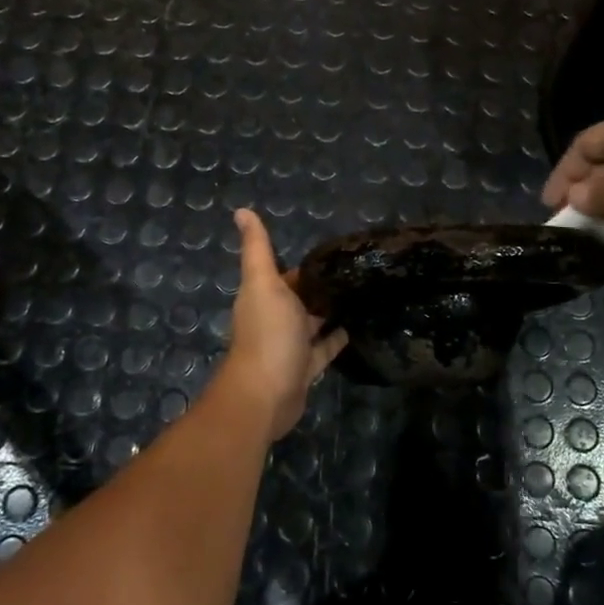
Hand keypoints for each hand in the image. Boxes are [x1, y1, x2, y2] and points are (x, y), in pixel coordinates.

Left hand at [214, 209, 346, 438]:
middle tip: (357, 270)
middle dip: (321, 285)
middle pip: (301, 297)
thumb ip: (257, 248)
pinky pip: (324, 348)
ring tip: (362, 293)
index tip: (337, 250)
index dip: (308, 264)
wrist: (266, 394)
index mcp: (264, 296)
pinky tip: (357, 326)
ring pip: (313, 322)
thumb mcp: (263, 283)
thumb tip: (241, 210)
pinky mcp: (306, 368)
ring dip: (330, 310)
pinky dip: (337, 338)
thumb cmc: (268, 333)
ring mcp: (291, 345)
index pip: (287, 274)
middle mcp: (275, 318)